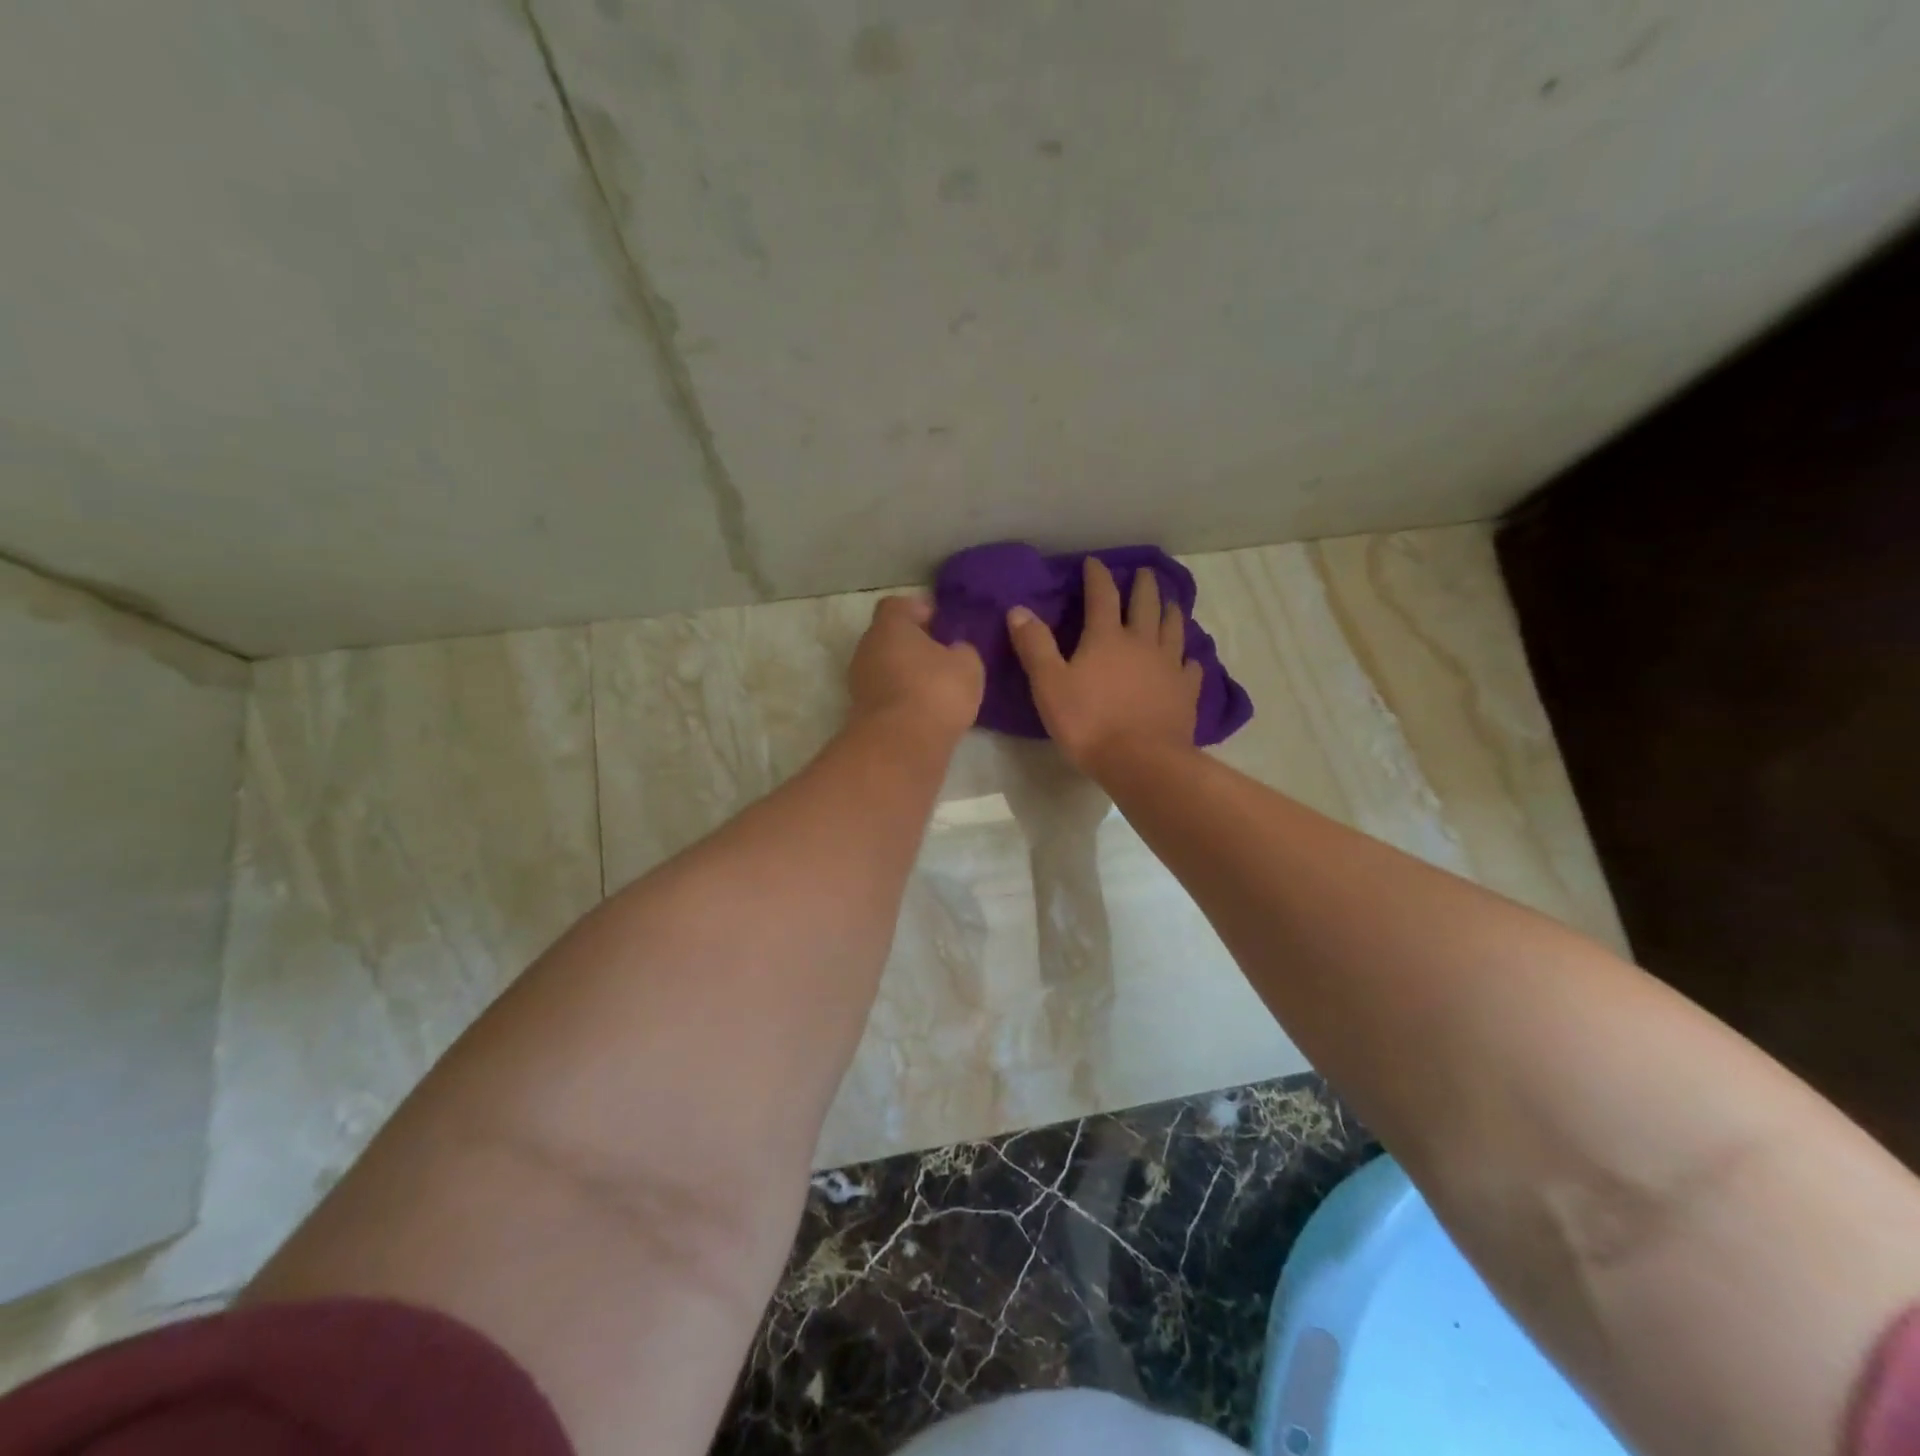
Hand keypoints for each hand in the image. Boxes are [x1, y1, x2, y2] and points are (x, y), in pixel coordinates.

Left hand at [847, 595, 984, 739]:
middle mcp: (867, 648)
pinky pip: (887, 694)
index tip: (942, 623)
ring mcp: (860, 682)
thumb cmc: (936, 691)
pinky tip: (927, 709)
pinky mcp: (863, 712)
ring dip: (907, 673)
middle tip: (943, 655)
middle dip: (914, 644)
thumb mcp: (967, 664)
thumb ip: (963, 650)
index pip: (897, 605)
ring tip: (938, 686)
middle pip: (889, 637)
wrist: (901, 746)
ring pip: (886, 667)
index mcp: (889, 626)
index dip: (919, 609)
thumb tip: (955, 650)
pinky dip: (903, 697)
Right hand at [1006, 558, 1201, 774]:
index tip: (1094, 562)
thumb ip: (1035, 646)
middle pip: (1146, 604)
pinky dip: (1188, 658)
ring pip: (1173, 629)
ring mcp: (1169, 666)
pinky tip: (1188, 659)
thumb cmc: (1088, 723)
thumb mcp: (1049, 685)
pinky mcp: (1185, 692)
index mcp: (1107, 637)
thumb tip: (1018, 609)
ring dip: (1170, 612)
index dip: (1097, 575)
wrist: (1140, 761)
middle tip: (1144, 572)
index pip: (1102, 595)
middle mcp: (1142, 643)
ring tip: (1170, 603)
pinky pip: (1191, 667)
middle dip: (1143, 585)